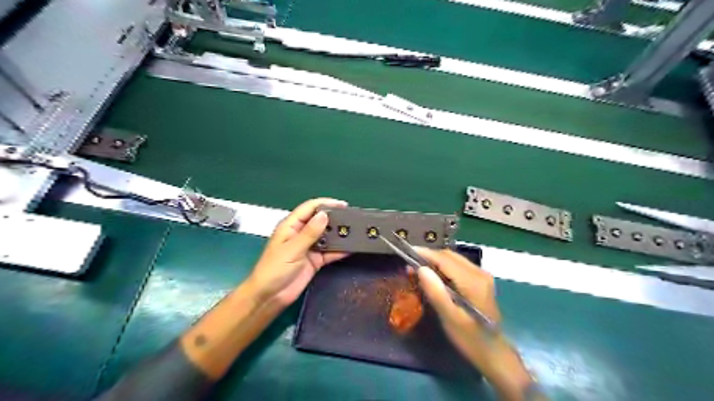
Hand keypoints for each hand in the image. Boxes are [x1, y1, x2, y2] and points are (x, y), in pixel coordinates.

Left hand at [249, 199, 349, 307]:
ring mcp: (310, 247)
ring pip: (327, 236)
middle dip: (335, 219)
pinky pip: (330, 252)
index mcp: (291, 226)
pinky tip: (352, 248)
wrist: (270, 296)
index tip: (344, 205)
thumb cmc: (275, 269)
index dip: (326, 204)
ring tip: (357, 232)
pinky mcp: (316, 260)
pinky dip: (340, 250)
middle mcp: (302, 233)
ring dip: (339, 234)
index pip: (310, 208)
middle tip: (354, 219)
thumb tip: (325, 215)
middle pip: (320, 221)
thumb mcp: (292, 249)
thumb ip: (310, 233)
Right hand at [414, 247, 501, 365]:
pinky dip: (443, 267)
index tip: (407, 252)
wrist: (493, 352)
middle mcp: (479, 273)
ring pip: (453, 259)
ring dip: (435, 261)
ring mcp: (482, 276)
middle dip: (429, 257)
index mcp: (473, 282)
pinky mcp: (480, 280)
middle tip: (409, 264)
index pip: (445, 259)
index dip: (425, 254)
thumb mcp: (450, 318)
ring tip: (417, 269)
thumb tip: (420, 268)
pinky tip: (433, 276)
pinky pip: (458, 266)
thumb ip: (435, 292)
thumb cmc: (469, 338)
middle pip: (449, 256)